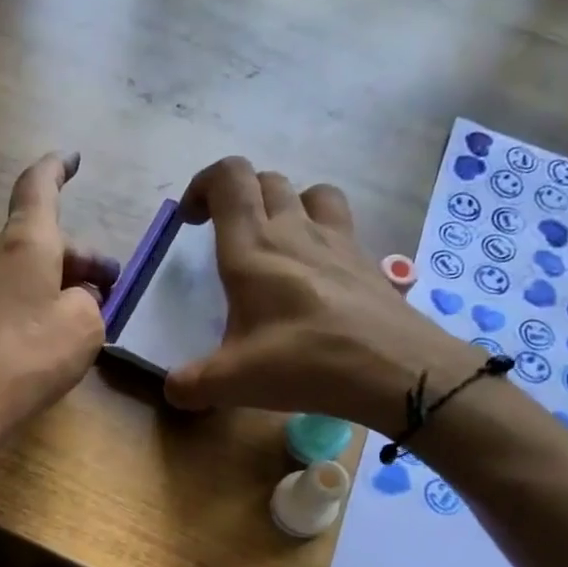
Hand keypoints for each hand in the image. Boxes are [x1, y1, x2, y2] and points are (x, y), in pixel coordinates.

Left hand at [0, 151, 119, 452]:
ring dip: (55, 283)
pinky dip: (32, 304)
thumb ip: (89, 302)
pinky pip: (6, 296)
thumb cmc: (30, 355)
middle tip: (110, 287)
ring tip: (84, 316)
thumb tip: (77, 298)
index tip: (73, 159)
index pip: (38, 186)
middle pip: (40, 240)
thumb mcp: (84, 326)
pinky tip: (47, 338)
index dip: (57, 169)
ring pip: (24, 270)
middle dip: (79, 258)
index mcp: (25, 242)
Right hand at [163, 156, 478, 436]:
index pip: (229, 177)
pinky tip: (316, 273)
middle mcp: (294, 229)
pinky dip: (321, 231)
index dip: (204, 185)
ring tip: (274, 242)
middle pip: (266, 180)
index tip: (191, 221)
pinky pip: (340, 223)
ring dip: (285, 204)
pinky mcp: (366, 259)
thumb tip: (172, 389)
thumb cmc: (304, 362)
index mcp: (253, 246)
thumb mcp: (233, 382)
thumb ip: (191, 384)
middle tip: (225, 236)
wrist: (395, 369)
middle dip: (238, 197)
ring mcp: (337, 240)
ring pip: (309, 192)